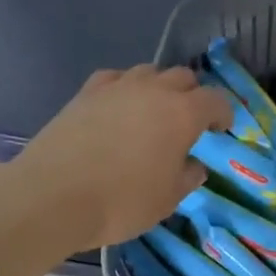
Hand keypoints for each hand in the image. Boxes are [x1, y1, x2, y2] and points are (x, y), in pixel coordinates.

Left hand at [13, 65, 233, 250]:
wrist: (52, 196)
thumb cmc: (121, 202)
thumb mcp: (166, 200)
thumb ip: (187, 177)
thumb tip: (193, 165)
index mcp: (182, 114)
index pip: (215, 100)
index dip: (223, 113)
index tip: (221, 129)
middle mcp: (153, 90)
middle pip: (183, 77)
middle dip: (192, 95)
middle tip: (189, 122)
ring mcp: (116, 87)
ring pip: (148, 72)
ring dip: (158, 88)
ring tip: (153, 113)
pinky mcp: (85, 93)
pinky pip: (115, 79)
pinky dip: (124, 89)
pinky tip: (118, 107)